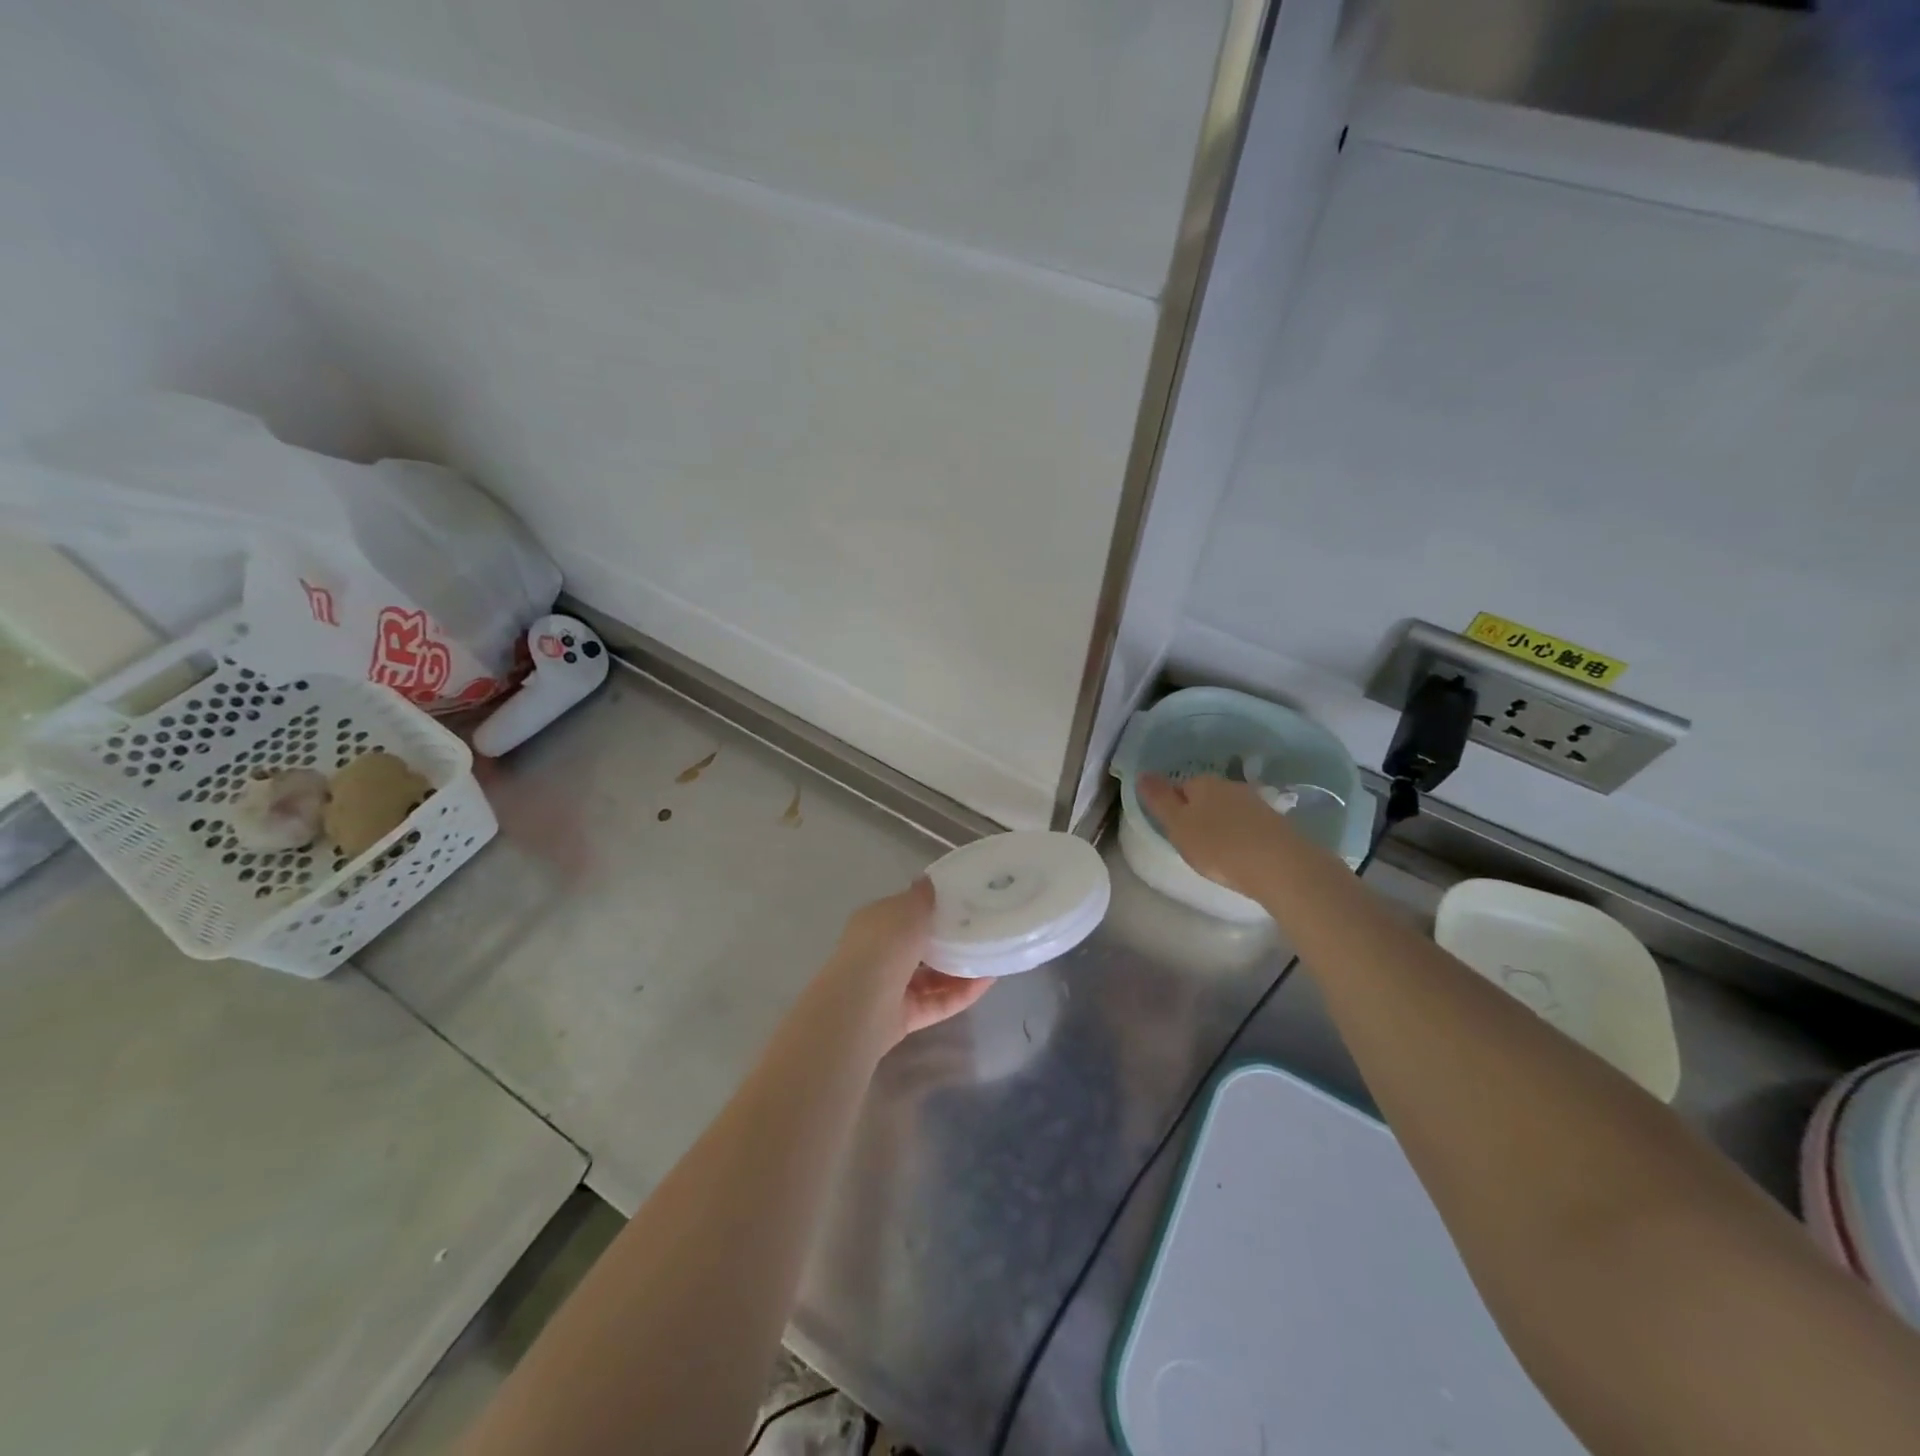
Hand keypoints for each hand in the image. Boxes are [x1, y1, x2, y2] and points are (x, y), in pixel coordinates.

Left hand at [829, 879, 994, 1044]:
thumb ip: (921, 896)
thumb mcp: (906, 908)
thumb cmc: (882, 946)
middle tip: (982, 931)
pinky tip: (988, 982)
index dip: (931, 908)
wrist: (861, 1006)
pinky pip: (939, 1002)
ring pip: (932, 977)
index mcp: (876, 924)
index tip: (964, 902)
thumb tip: (929, 882)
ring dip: (961, 968)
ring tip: (992, 957)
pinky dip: (962, 993)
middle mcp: (881, 955)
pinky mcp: (906, 1017)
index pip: (905, 913)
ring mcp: (892, 988)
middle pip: (921, 946)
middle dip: (949, 940)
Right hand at [1137, 773, 1296, 899]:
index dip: (1173, 808)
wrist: (1279, 866)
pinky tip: (1242, 854)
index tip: (1174, 831)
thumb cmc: (1218, 846)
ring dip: (1222, 825)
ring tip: (1218, 852)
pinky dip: (1242, 835)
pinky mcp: (1275, 822)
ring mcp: (1256, 802)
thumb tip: (1142, 774)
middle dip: (1198, 815)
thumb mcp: (1178, 826)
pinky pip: (1248, 824)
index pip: (1180, 787)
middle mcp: (1229, 785)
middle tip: (1194, 844)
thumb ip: (1159, 800)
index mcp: (1202, 783)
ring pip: (1228, 809)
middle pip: (1205, 796)